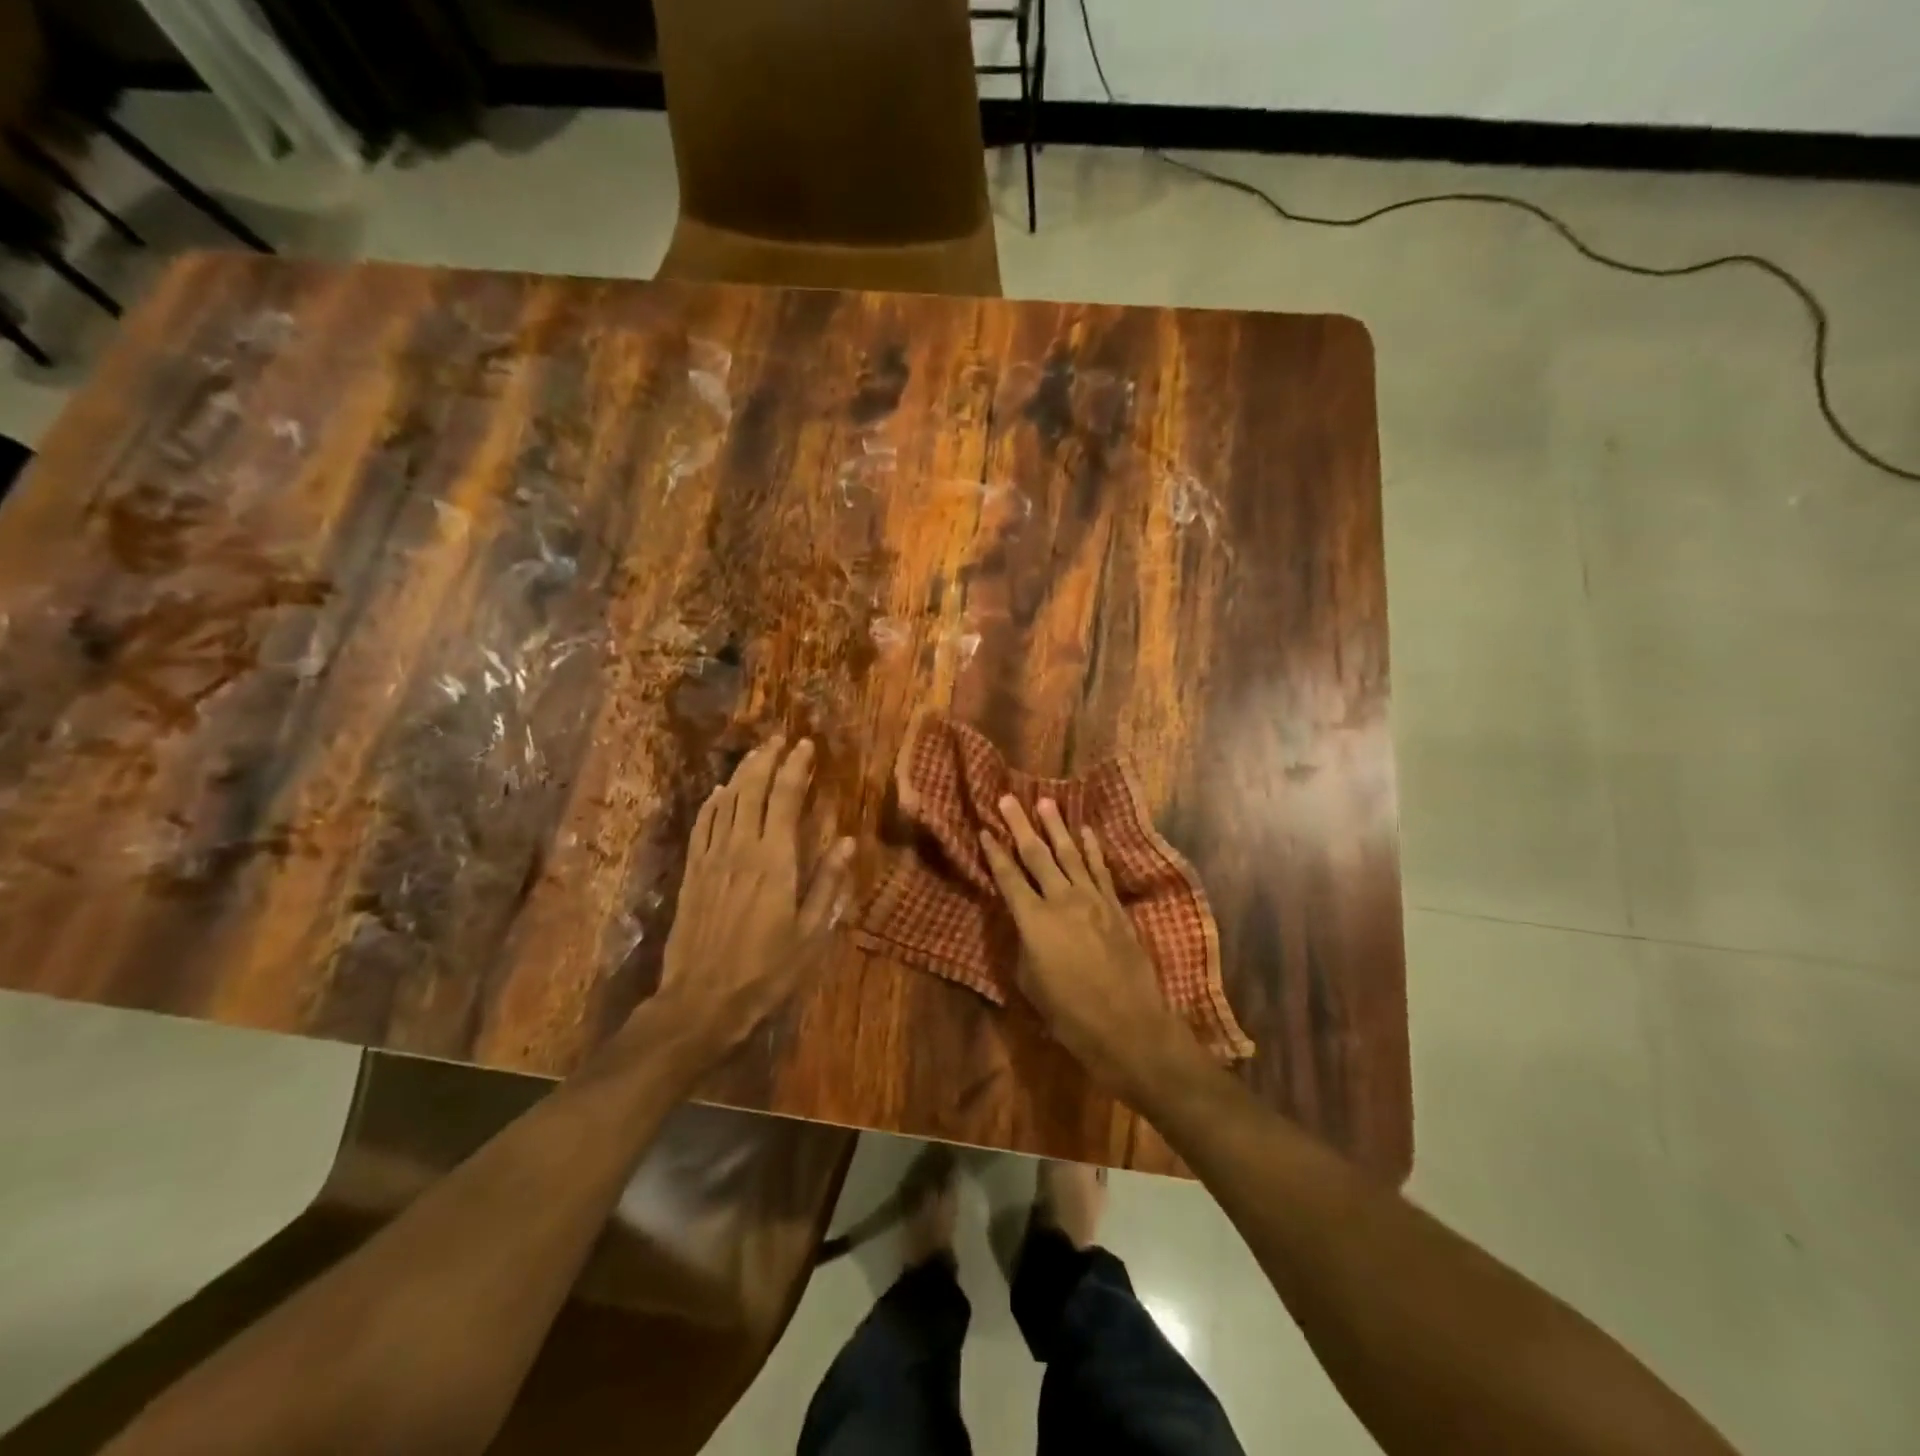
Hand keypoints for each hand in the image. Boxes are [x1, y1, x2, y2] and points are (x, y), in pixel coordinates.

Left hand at [651, 736, 854, 1065]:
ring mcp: (711, 858)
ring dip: (741, 773)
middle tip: (780, 739)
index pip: (785, 799)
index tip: (806, 746)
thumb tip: (846, 840)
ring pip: (725, 802)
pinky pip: (702, 825)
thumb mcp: (811, 934)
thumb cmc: (766, 970)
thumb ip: (828, 884)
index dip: (796, 769)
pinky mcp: (692, 873)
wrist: (701, 1000)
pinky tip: (719, 792)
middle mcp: (741, 848)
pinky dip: (712, 803)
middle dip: (767, 760)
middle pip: (751, 790)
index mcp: (774, 860)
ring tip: (756, 754)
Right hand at [980, 797, 1194, 1099]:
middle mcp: (1061, 900)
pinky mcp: (1115, 907)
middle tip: (1008, 799)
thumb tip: (1025, 923)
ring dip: (1056, 827)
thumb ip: (1024, 945)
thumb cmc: (1069, 1015)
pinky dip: (1092, 848)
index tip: (985, 830)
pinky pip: (1100, 869)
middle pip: (1037, 855)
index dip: (994, 853)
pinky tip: (1085, 831)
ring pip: (1070, 854)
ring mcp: (1092, 900)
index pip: (1008, 878)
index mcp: (1033, 921)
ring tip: (1045, 802)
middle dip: (1020, 826)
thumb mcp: (1030, 983)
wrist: (1129, 1026)